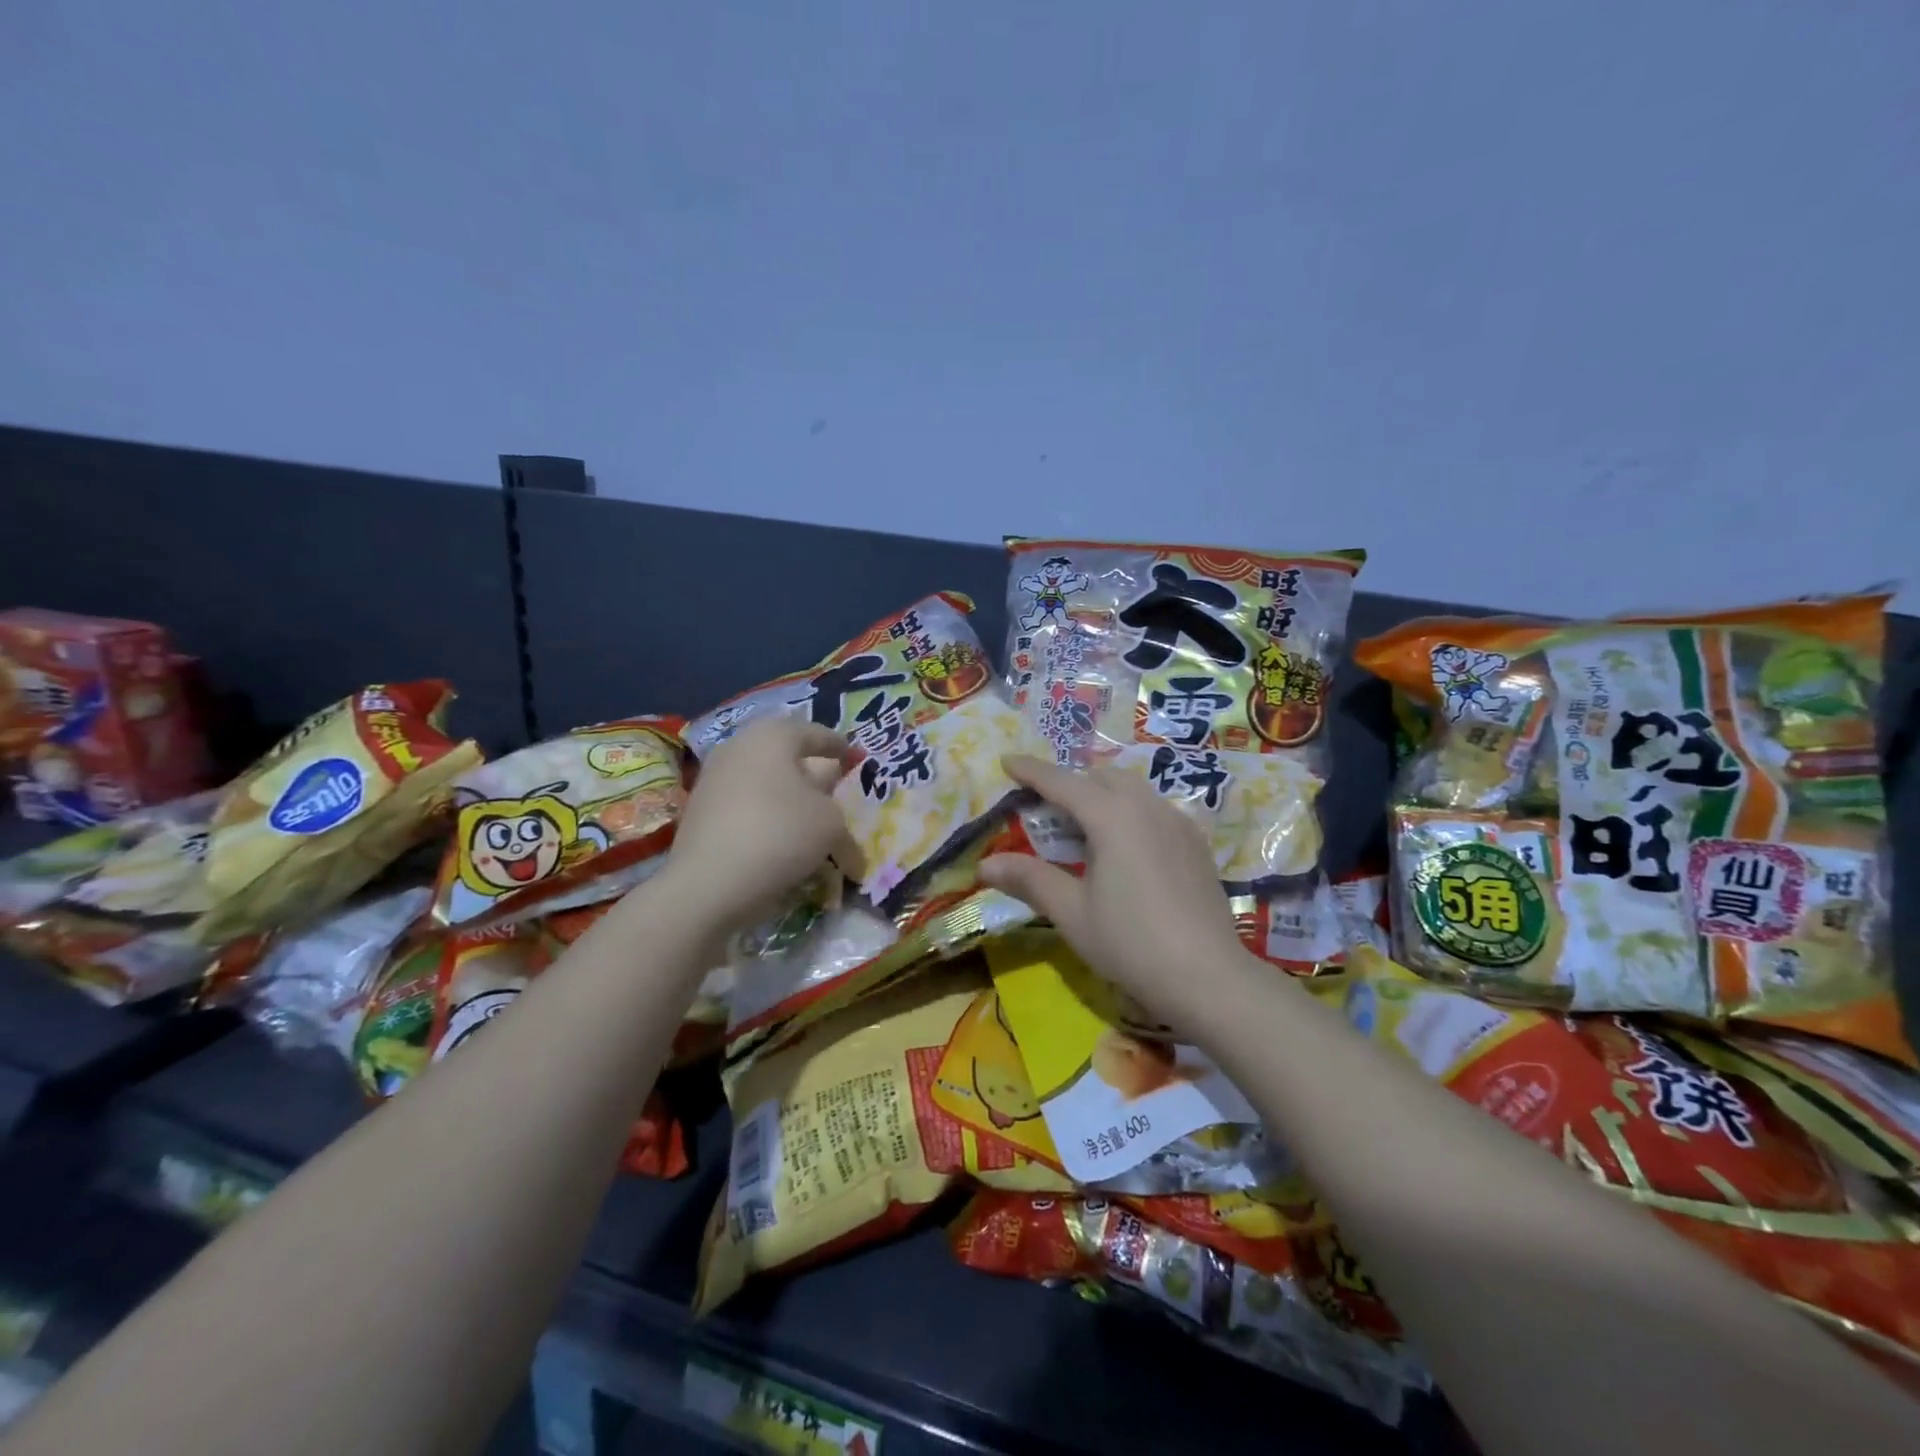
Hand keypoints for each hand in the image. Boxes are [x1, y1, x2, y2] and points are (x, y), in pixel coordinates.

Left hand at [662, 717, 854, 932]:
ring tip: (807, 819)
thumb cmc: (779, 834)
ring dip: (786, 796)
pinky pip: (744, 804)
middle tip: (831, 787)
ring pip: (762, 779)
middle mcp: (738, 746)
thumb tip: (826, 809)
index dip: (840, 746)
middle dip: (809, 770)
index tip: (855, 758)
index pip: (816, 733)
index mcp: (773, 735)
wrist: (708, 883)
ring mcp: (713, 777)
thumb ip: (837, 808)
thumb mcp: (830, 821)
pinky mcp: (699, 810)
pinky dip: (765, 815)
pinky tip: (779, 838)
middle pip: (784, 754)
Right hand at [978, 755, 1250, 1020]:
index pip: (1062, 783)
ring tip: (1084, 826)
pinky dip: (1130, 810)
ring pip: (1132, 788)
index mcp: (1112, 817)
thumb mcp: (1072, 912)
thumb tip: (985, 864)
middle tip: (1045, 808)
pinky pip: (1155, 808)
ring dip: (1102, 794)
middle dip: (1070, 782)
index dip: (1032, 771)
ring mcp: (1177, 822)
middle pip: (1101, 776)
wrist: (1209, 977)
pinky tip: (1126, 846)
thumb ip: (1030, 879)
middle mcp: (1147, 807)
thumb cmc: (1131, 943)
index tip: (1008, 760)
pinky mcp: (1196, 843)